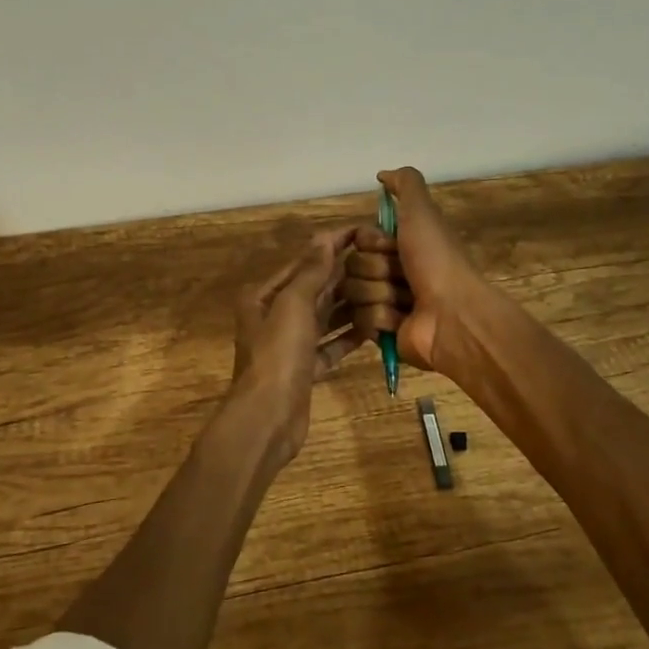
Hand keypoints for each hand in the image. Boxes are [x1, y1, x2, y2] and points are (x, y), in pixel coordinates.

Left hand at [228, 229, 360, 465]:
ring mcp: (290, 344)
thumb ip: (311, 272)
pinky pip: (330, 345)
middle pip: (315, 288)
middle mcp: (275, 315)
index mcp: (264, 296)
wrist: (267, 417)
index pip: (304, 261)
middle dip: (345, 275)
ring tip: (384, 289)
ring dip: (350, 305)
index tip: (363, 231)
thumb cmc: (278, 354)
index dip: (332, 245)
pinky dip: (348, 337)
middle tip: (383, 261)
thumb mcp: (293, 305)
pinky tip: (374, 327)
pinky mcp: (305, 368)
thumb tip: (324, 238)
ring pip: (325, 317)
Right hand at [344, 167, 486, 374]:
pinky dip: (380, 318)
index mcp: (401, 245)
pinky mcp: (381, 332)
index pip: (360, 239)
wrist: (453, 315)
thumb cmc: (437, 261)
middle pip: (353, 265)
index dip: (373, 242)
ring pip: (353, 292)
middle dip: (376, 270)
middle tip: (401, 277)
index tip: (393, 246)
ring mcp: (386, 303)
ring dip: (378, 294)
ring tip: (404, 302)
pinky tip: (401, 320)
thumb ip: (405, 184)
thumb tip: (382, 175)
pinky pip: (359, 319)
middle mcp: (392, 272)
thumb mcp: (422, 212)